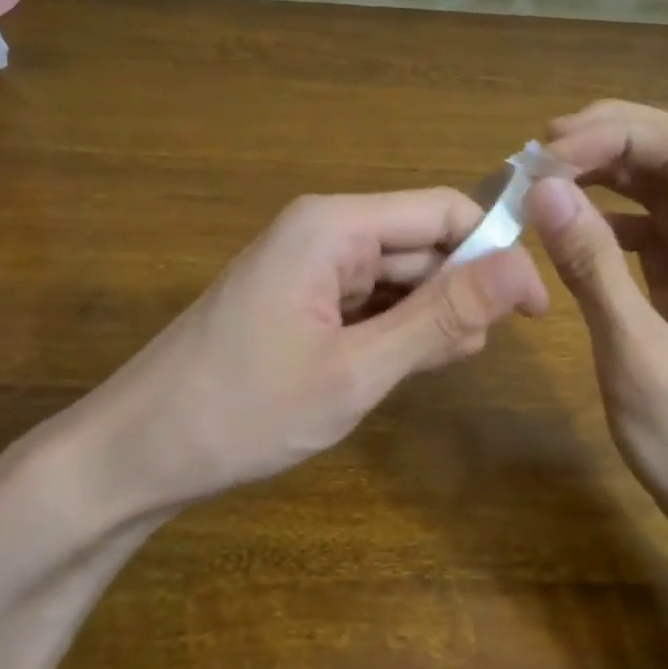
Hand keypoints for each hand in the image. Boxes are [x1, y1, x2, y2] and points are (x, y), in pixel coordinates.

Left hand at [34, 189, 547, 527]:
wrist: (134, 456)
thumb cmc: (244, 411)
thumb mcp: (357, 369)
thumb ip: (442, 316)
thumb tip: (524, 268)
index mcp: (335, 226)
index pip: (444, 212)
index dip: (495, 253)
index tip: (533, 312)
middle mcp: (324, 231)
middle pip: (422, 244)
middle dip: (459, 292)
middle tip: (469, 356)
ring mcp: (308, 267)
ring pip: (399, 277)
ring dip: (429, 316)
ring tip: (430, 368)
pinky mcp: (300, 299)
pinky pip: (368, 301)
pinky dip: (395, 330)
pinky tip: (398, 366)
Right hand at [526, 101, 667, 569]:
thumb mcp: (638, 359)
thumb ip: (592, 268)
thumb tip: (543, 190)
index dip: (616, 134)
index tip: (548, 151)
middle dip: (610, 144)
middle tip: (536, 152)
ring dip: (609, 178)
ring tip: (543, 177)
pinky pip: (662, 235)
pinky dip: (616, 223)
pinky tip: (574, 227)